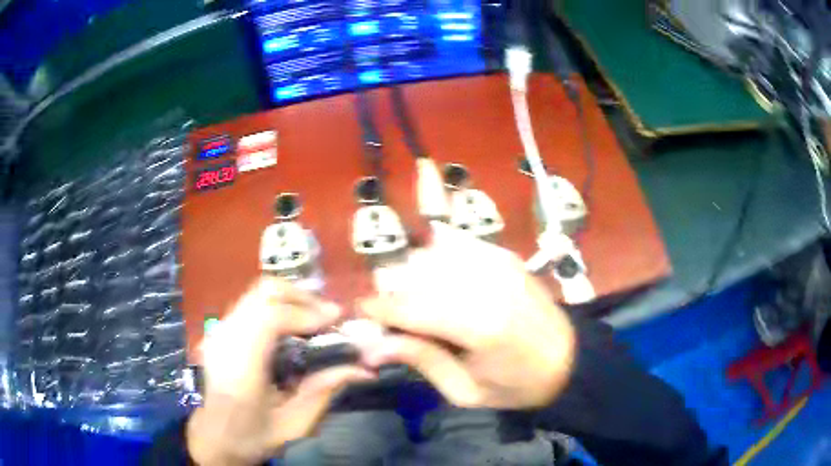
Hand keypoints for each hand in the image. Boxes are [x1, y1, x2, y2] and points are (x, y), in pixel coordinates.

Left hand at [187, 278, 374, 465]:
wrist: (216, 436)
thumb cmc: (255, 436)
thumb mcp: (296, 423)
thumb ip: (326, 389)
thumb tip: (365, 369)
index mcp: (241, 369)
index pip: (270, 319)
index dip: (306, 313)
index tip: (335, 319)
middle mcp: (225, 340)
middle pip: (263, 293)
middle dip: (302, 297)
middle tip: (327, 316)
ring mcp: (219, 330)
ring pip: (258, 292)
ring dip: (291, 299)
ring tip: (314, 320)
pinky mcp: (221, 329)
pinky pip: (253, 303)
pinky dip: (278, 306)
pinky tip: (293, 327)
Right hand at [360, 222, 575, 409]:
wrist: (567, 360)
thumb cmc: (516, 386)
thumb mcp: (465, 391)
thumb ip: (421, 360)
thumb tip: (372, 346)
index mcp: (480, 326)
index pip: (411, 307)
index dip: (380, 308)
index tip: (363, 312)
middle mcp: (487, 284)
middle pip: (417, 273)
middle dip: (397, 293)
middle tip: (397, 318)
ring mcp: (498, 262)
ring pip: (432, 254)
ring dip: (416, 275)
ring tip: (422, 303)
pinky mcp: (505, 254)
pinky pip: (455, 244)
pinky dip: (439, 259)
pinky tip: (442, 282)